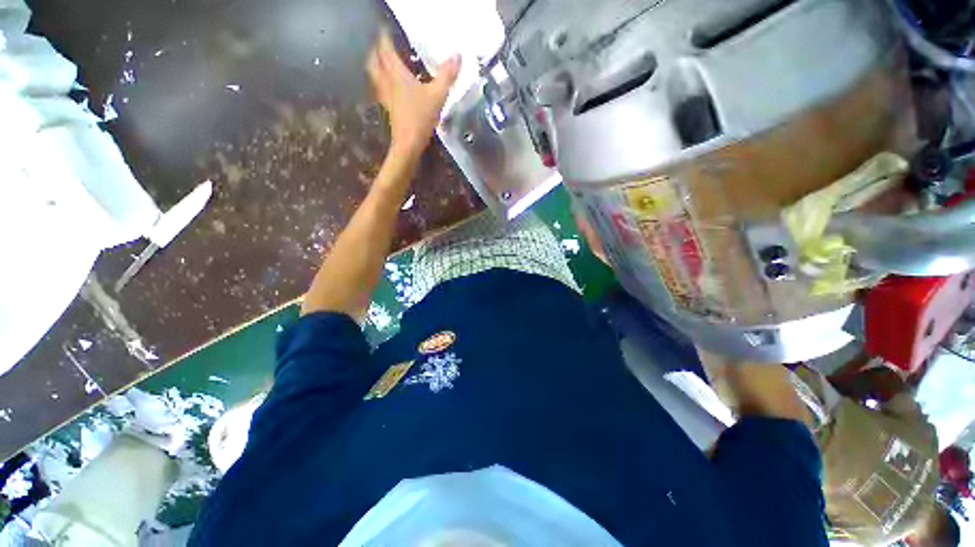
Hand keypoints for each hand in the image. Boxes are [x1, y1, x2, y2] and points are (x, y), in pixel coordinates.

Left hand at [367, 31, 460, 158]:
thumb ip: (447, 75)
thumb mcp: (438, 95)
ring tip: (383, 64)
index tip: (386, 31)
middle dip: (376, 51)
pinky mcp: (389, 109)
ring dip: (376, 66)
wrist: (409, 143)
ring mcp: (386, 97)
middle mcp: (387, 82)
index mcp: (397, 73)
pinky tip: (390, 88)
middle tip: (382, 46)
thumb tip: (458, 55)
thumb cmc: (421, 117)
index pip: (386, 49)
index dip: (385, 38)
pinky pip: (381, 90)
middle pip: (374, 61)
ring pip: (375, 76)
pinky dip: (382, 83)